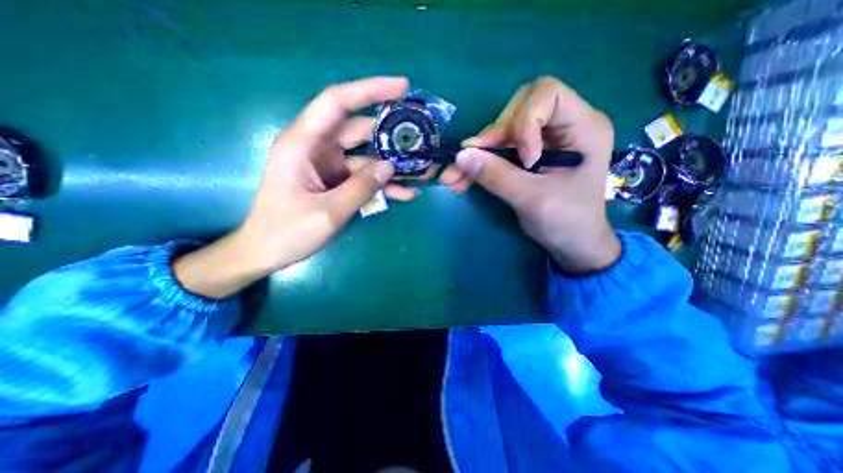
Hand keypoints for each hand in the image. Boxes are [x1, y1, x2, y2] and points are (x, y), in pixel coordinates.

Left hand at [176, 77, 421, 298]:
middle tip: (421, 139)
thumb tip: (389, 167)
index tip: (402, 87)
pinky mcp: (336, 182)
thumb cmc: (287, 232)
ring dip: (392, 166)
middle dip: (390, 134)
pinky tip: (406, 194)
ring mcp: (328, 166)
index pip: (337, 102)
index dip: (369, 90)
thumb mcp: (328, 212)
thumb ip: (361, 188)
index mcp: (303, 143)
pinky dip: (382, 185)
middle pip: (359, 130)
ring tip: (422, 173)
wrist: (267, 252)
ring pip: (367, 157)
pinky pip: (364, 178)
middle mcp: (317, 148)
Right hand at [442, 74, 617, 271]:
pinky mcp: (527, 154)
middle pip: (518, 108)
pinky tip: (461, 179)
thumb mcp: (533, 200)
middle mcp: (562, 126)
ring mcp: (543, 140)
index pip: (547, 93)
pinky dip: (479, 164)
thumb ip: (497, 176)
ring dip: (477, 153)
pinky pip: (498, 150)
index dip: (524, 120)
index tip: (522, 159)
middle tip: (474, 162)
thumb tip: (460, 155)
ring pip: (502, 131)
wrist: (572, 244)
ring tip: (453, 177)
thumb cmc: (566, 222)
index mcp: (583, 127)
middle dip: (493, 136)